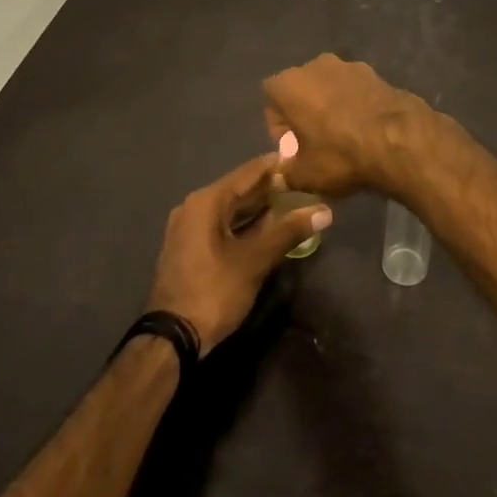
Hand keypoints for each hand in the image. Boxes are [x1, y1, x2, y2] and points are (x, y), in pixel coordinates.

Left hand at [145, 154, 330, 354]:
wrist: (172, 338)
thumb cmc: (214, 291)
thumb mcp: (255, 260)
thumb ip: (289, 231)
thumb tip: (324, 211)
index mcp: (206, 202)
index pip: (248, 172)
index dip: (276, 165)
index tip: (303, 158)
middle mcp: (194, 207)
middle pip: (239, 189)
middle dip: (271, 187)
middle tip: (304, 182)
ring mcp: (189, 229)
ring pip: (231, 209)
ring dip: (260, 207)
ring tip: (293, 202)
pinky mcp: (190, 248)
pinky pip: (223, 225)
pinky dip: (246, 224)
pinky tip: (269, 228)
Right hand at [262, 54, 425, 197]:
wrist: (399, 141)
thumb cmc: (340, 155)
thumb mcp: (304, 175)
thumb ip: (285, 174)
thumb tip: (281, 176)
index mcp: (290, 83)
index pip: (270, 98)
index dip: (279, 125)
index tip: (292, 148)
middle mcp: (316, 65)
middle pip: (301, 89)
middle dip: (304, 113)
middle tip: (315, 144)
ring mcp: (350, 65)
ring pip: (329, 87)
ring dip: (330, 107)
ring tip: (343, 138)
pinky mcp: (377, 73)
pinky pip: (355, 90)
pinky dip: (355, 105)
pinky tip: (365, 130)